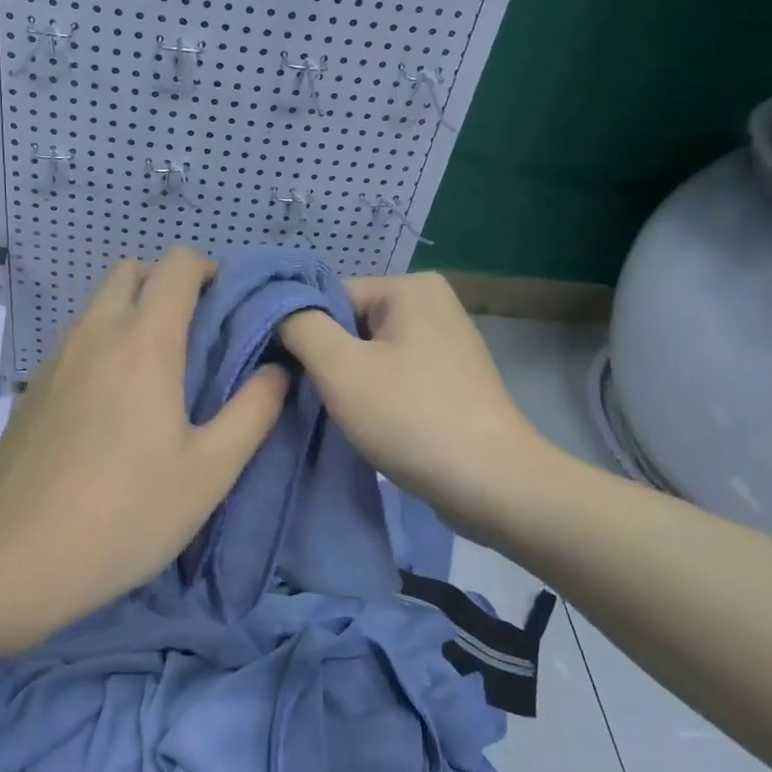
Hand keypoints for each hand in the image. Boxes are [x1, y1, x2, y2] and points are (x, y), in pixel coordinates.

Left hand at [0, 247, 288, 652]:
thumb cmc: (126, 513)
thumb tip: (277, 370)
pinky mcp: (33, 386)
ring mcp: (56, 357)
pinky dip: (105, 343)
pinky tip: (114, 404)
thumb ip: (253, 411)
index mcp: (144, 342)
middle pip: (131, 271)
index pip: (177, 265)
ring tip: (159, 370)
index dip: (208, 270)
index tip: (228, 306)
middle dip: (168, 283)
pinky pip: (77, 339)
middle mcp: (96, 333)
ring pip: (100, 304)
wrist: (14, 559)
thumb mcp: (209, 471)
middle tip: (196, 333)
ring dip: (134, 312)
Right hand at [279, 272, 552, 543]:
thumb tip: (277, 308)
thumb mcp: (341, 369)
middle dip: (328, 361)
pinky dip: (376, 395)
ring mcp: (446, 341)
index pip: (330, 298)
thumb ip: (300, 327)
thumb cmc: (412, 418)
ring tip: (343, 416)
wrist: (494, 485)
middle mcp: (432, 303)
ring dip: (349, 382)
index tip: (288, 376)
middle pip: (350, 324)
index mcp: (411, 287)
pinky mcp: (450, 377)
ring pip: (370, 353)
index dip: (304, 336)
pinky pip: (395, 374)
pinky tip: (371, 424)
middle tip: (316, 400)